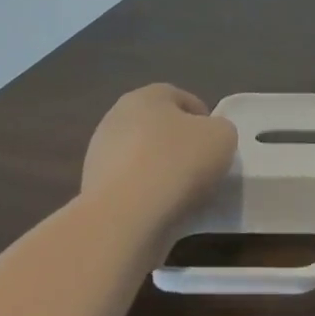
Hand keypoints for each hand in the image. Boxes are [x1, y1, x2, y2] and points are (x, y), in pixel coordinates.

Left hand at [81, 84, 237, 214]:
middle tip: (202, 167)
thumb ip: (219, 129)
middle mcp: (116, 118)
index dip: (204, 119)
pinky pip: (129, 186)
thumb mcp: (223, 136)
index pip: (182, 98)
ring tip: (183, 195)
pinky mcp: (90, 190)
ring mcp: (98, 155)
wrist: (124, 219)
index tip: (216, 144)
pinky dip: (145, 194)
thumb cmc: (177, 163)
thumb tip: (207, 138)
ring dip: (161, 170)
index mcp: (146, 96)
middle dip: (179, 144)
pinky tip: (160, 210)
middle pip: (159, 127)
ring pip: (142, 157)